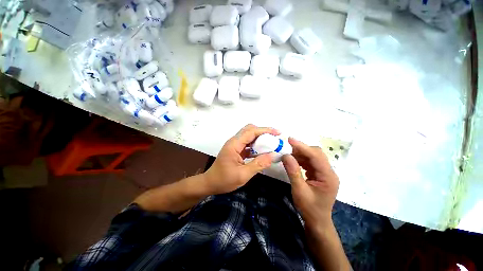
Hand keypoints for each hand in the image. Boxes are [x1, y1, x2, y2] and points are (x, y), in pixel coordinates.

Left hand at [203, 124, 279, 194]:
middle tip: (274, 139)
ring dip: (260, 139)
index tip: (277, 133)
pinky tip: (263, 152)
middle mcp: (234, 141)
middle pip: (250, 130)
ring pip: (249, 136)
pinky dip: (256, 146)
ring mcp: (235, 145)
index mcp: (234, 144)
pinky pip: (248, 144)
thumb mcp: (243, 175)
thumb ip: (258, 164)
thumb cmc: (224, 180)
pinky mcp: (236, 150)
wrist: (210, 183)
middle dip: (263, 132)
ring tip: (271, 145)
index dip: (265, 130)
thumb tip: (273, 155)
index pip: (251, 132)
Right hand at [282, 138, 338, 228]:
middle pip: (316, 154)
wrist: (317, 221)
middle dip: (301, 149)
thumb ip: (293, 172)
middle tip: (287, 148)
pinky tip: (294, 162)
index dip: (302, 146)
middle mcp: (329, 172)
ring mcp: (325, 173)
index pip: (316, 156)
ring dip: (300, 154)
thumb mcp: (299, 191)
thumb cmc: (309, 208)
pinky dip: (301, 160)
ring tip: (288, 155)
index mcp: (328, 177)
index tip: (290, 139)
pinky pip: (310, 162)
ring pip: (313, 157)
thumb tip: (286, 155)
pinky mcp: (320, 174)